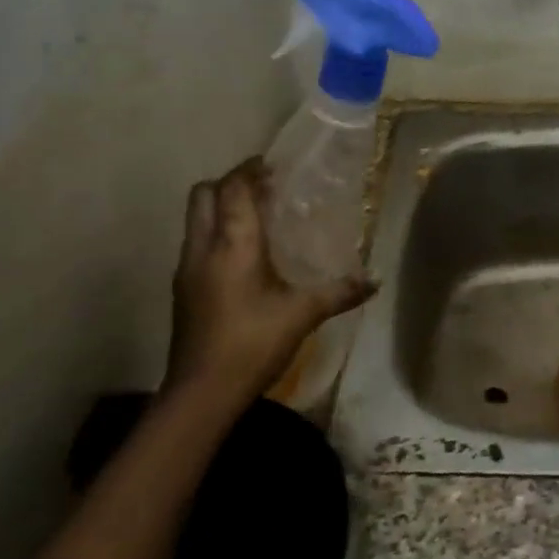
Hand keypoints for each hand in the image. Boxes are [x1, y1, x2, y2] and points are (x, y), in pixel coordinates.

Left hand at [167, 158, 374, 410]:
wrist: (201, 393)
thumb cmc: (253, 344)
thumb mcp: (303, 315)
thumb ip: (340, 292)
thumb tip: (376, 280)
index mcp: (233, 243)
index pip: (233, 188)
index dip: (250, 170)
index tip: (273, 165)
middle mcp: (203, 247)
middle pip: (204, 194)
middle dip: (230, 183)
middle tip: (264, 189)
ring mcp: (187, 268)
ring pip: (196, 218)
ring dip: (221, 208)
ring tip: (258, 218)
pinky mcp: (183, 289)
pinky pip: (197, 243)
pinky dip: (217, 233)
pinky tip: (244, 256)